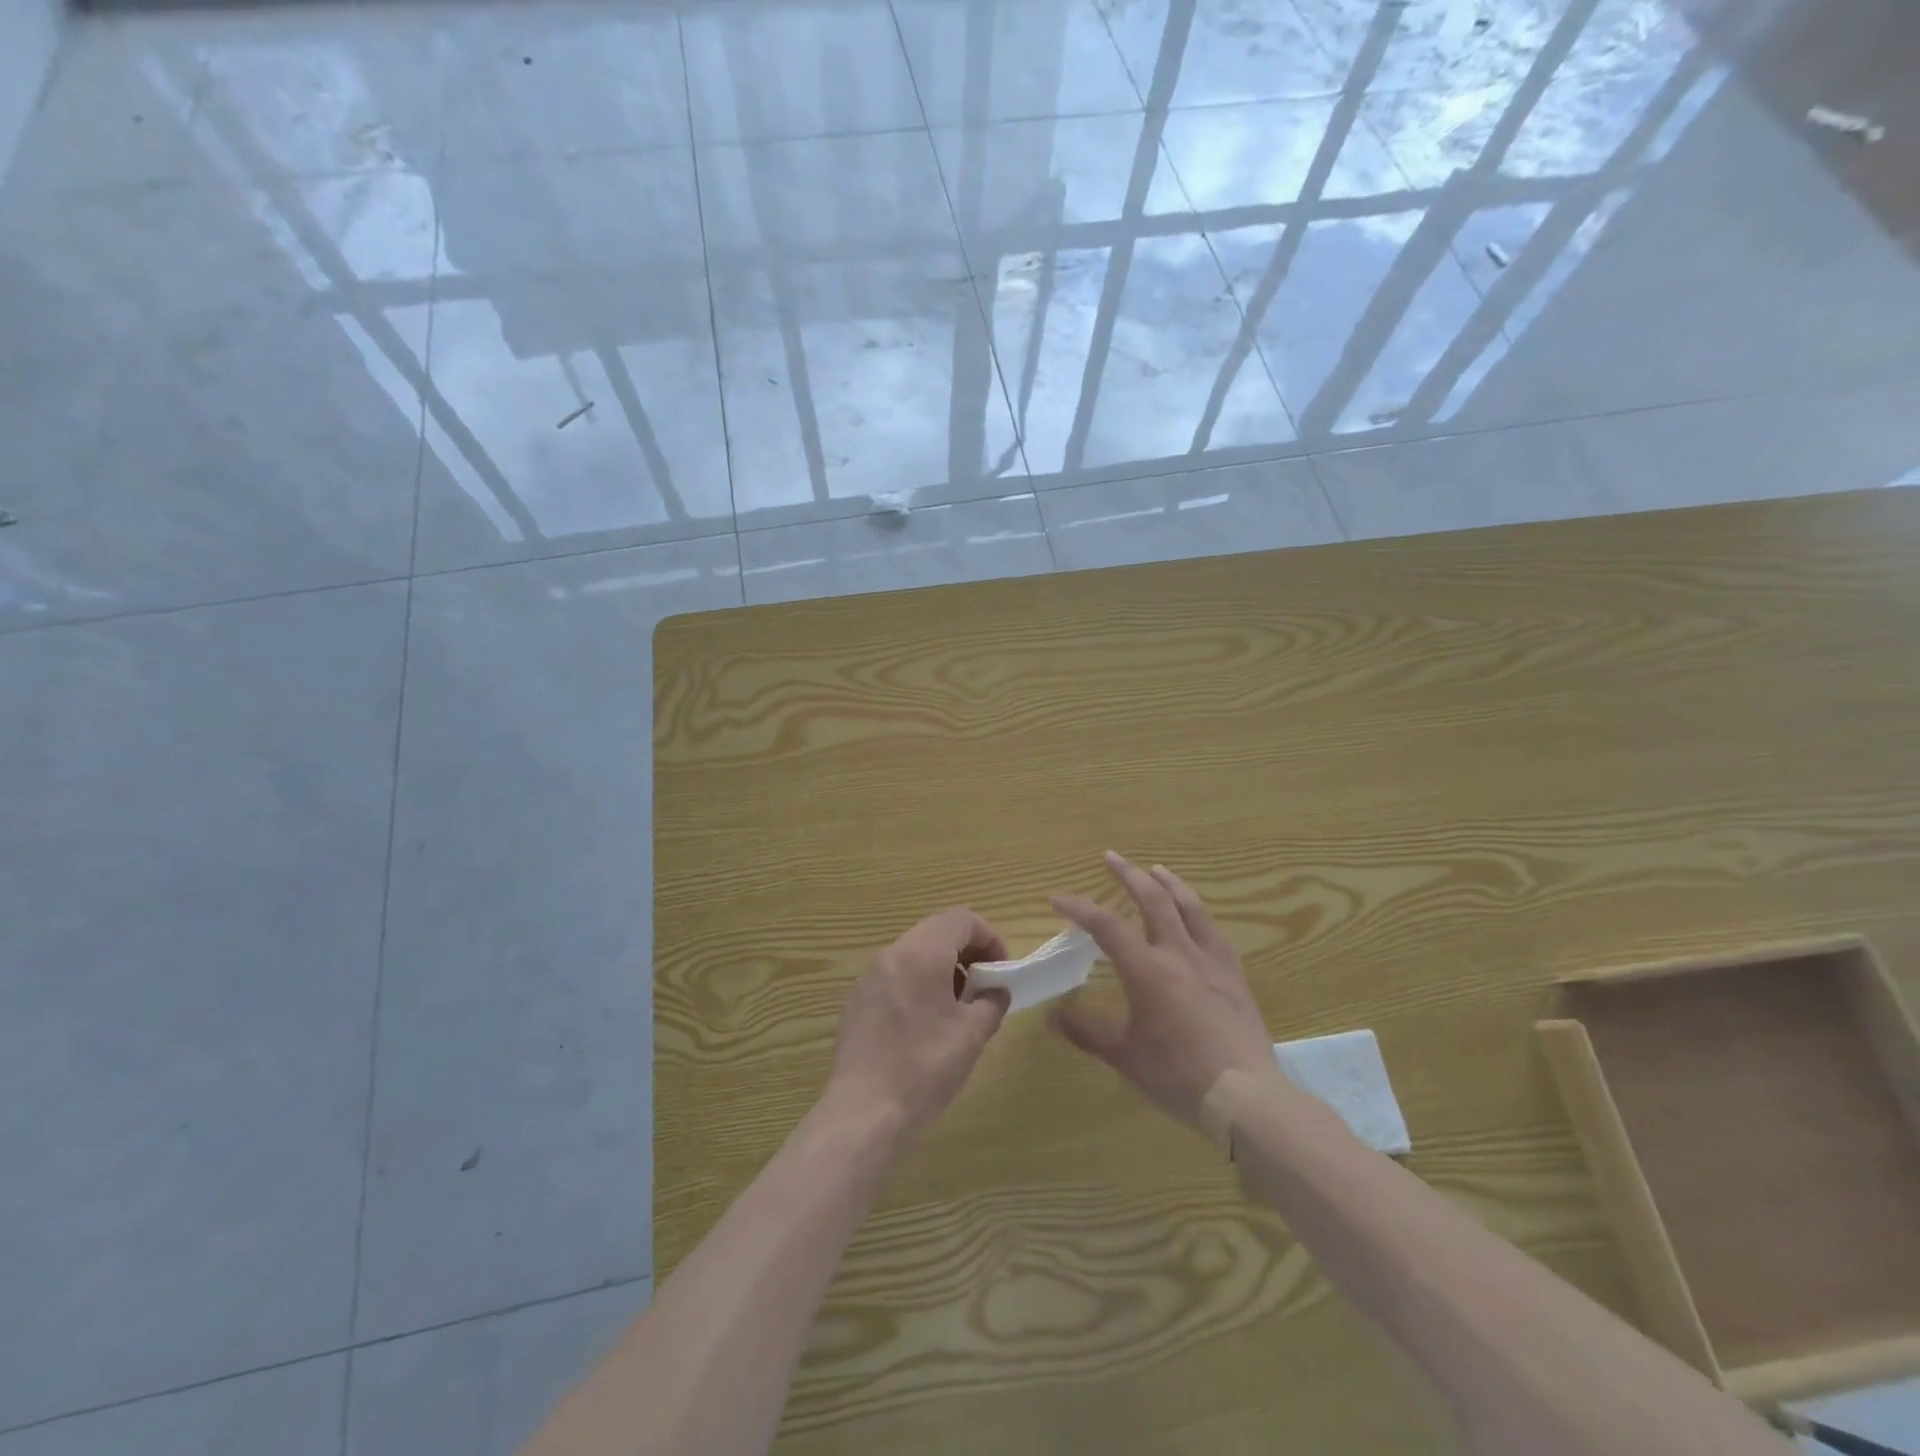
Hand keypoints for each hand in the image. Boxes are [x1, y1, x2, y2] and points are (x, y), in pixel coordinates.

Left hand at [828, 908, 1009, 1138]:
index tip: (1000, 971)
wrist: (864, 1112)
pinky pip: (895, 976)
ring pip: (914, 953)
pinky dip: (918, 984)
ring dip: (943, 968)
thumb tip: (996, 991)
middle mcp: (891, 954)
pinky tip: (925, 1024)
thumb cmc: (924, 1066)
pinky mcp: (857, 1001)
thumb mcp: (972, 1034)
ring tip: (957, 1008)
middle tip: (983, 988)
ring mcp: (869, 977)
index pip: (961, 919)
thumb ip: (992, 1002)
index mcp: (921, 953)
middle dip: (966, 952)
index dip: (989, 938)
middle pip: (936, 931)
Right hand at [1049, 853, 1274, 1131]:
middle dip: (1128, 874)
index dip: (1078, 907)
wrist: (1244, 1095)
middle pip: (1152, 899)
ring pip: (1189, 906)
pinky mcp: (1234, 975)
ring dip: (1169, 883)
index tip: (1057, 898)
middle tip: (1112, 857)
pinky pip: (1214, 931)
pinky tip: (1196, 917)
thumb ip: (1086, 1031)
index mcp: (1147, 968)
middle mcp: (1178, 953)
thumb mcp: (1123, 1055)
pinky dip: (1198, 914)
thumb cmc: (1176, 1074)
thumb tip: (1053, 1015)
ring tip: (1156, 869)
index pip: (1105, 925)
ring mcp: (1210, 960)